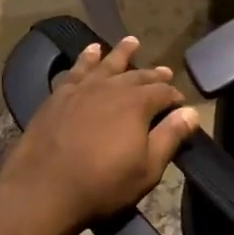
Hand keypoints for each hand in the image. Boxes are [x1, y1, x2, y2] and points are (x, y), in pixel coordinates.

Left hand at [0, 37, 198, 234]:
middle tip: (164, 71)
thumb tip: (191, 112)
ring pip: (107, 64)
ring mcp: (82, 89)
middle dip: (153, 74)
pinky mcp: (58, 97)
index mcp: (137, 103)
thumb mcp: (147, 168)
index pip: (164, 92)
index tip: (180, 105)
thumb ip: (170, 137)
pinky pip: (75, 71)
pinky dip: (85, 59)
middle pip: (138, 75)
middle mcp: (112, 88)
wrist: (42, 192)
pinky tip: (90, 52)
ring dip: (121, 53)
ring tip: (131, 41)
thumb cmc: (102, 185)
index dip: (175, 97)